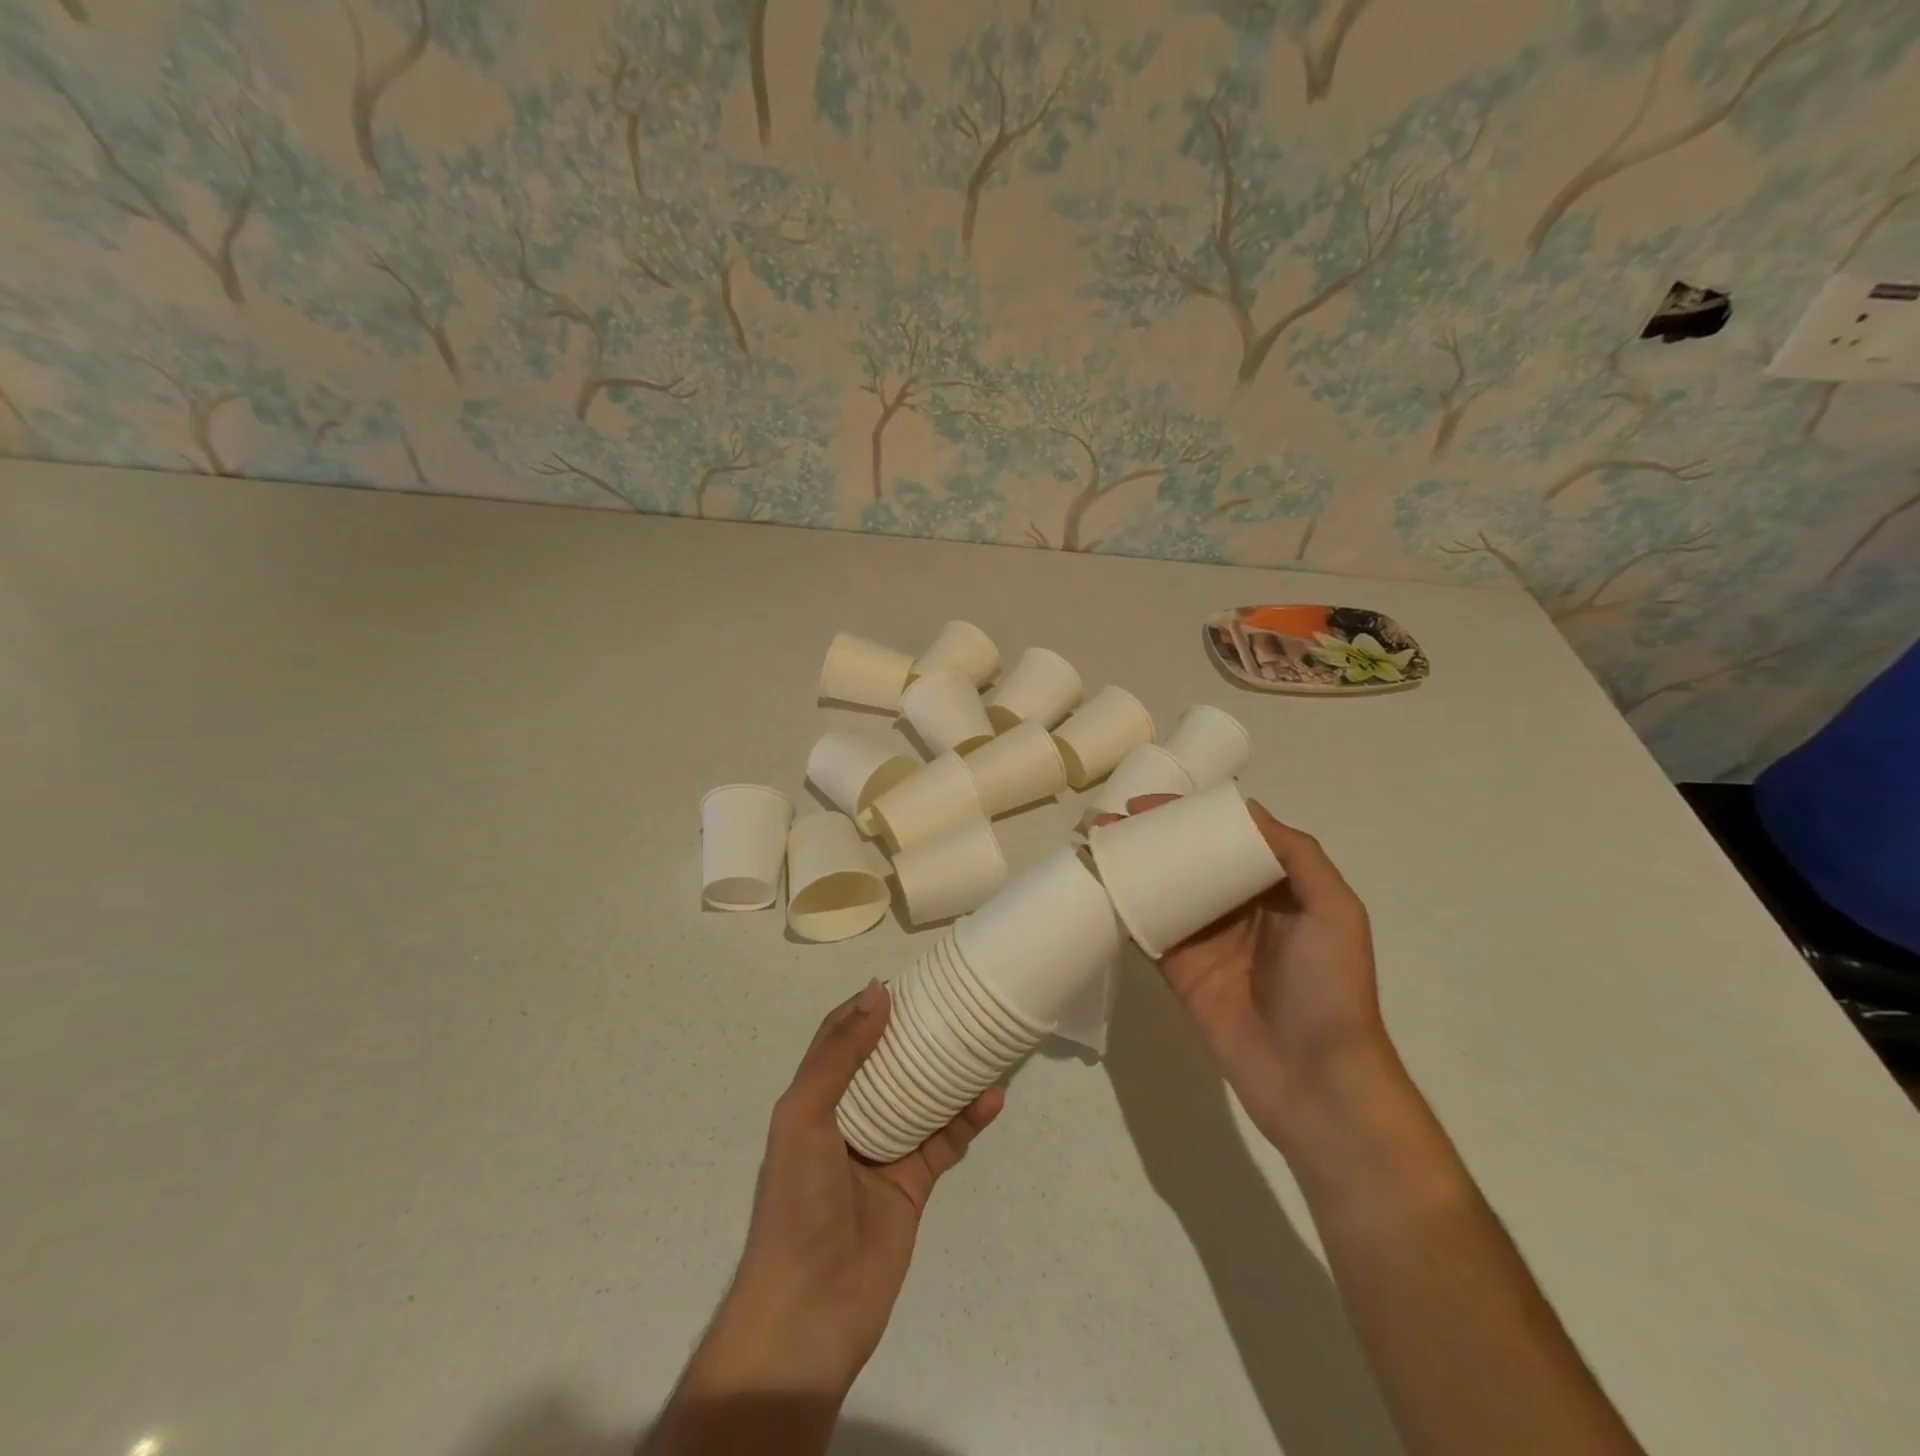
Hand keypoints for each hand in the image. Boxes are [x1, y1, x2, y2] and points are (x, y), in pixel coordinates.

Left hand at [685, 982, 1002, 1404]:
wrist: (809, 1312)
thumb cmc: (798, 1202)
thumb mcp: (805, 1117)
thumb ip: (839, 1056)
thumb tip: (877, 992)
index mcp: (814, 1100)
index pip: (839, 1039)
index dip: (866, 1008)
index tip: (905, 981)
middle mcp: (848, 1119)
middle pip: (885, 1063)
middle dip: (914, 1034)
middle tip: (952, 1004)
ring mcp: (883, 1152)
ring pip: (922, 1098)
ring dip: (948, 1073)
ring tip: (981, 1041)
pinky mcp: (913, 1185)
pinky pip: (944, 1141)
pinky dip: (967, 1119)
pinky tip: (992, 1098)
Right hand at [1097, 795, 1395, 1149]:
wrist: (1314, 1079)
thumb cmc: (1331, 988)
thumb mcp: (1335, 911)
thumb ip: (1298, 855)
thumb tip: (1244, 809)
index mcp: (1275, 886)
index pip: (1226, 836)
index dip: (1190, 814)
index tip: (1151, 803)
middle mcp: (1237, 905)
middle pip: (1188, 858)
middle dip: (1152, 835)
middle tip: (1110, 821)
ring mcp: (1205, 937)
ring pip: (1163, 888)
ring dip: (1131, 866)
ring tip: (1094, 845)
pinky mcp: (1180, 968)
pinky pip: (1148, 929)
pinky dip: (1123, 907)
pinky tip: (1097, 886)